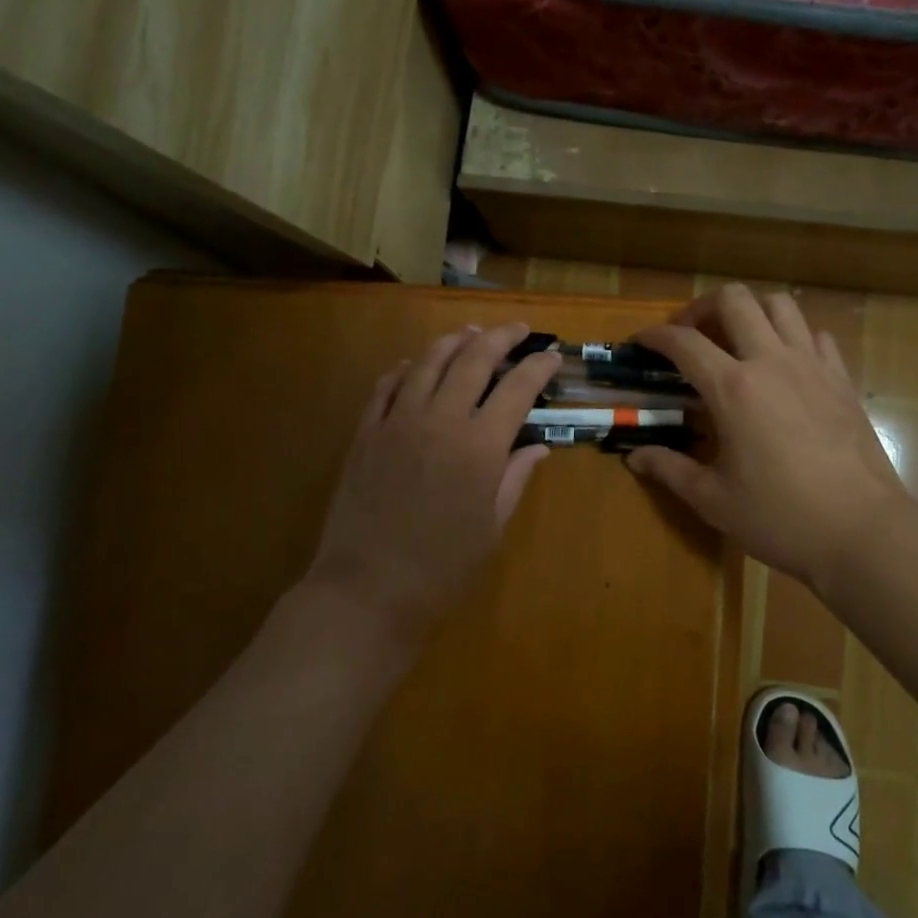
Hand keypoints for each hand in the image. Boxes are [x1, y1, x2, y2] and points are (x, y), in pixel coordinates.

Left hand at [305, 322, 561, 637]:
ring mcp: (398, 421)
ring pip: (427, 362)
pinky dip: (405, 369)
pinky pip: (386, 386)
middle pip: (473, 360)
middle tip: (517, 330)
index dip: (538, 367)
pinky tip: (413, 365)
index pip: (517, 389)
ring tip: (470, 332)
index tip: (552, 356)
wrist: (367, 588)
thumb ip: (515, 479)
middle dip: (500, 338)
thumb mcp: (491, 527)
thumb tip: (538, 448)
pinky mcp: (366, 432)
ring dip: (453, 341)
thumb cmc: (441, 567)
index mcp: (480, 446)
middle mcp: (440, 420)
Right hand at [626, 285, 917, 593]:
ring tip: (737, 340)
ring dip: (750, 312)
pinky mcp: (842, 380)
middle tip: (690, 335)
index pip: (684, 343)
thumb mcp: (714, 500)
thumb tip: (634, 456)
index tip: (640, 341)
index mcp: (733, 389)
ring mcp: (813, 366)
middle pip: (734, 300)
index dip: (655, 336)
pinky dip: (792, 336)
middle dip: (703, 307)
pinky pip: (815, 336)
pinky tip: (784, 365)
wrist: (863, 531)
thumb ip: (670, 470)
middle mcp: (771, 362)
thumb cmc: (781, 518)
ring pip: (780, 305)